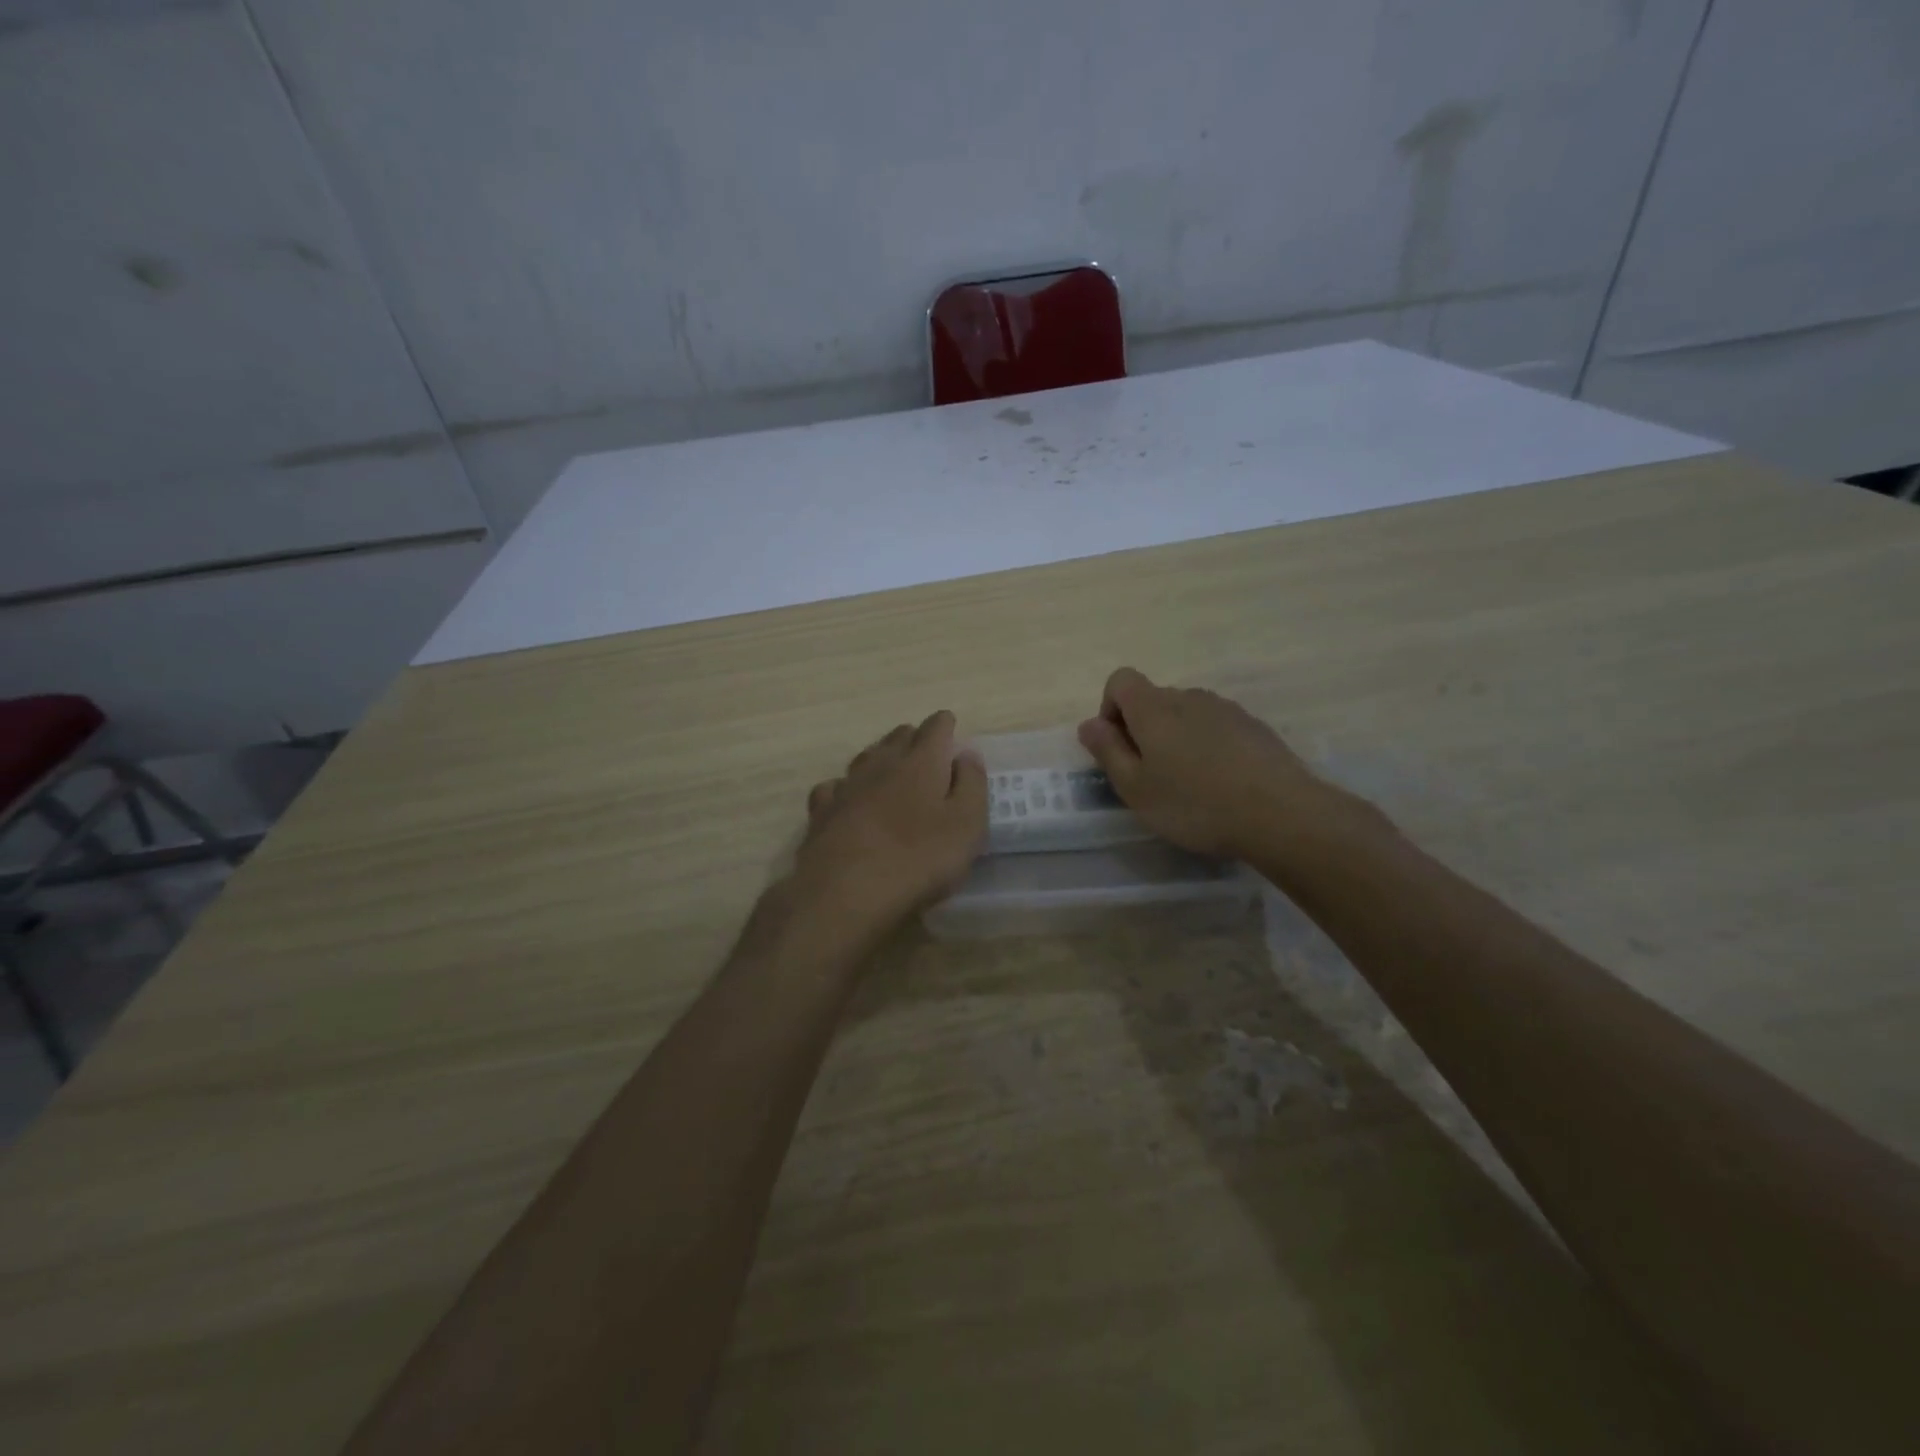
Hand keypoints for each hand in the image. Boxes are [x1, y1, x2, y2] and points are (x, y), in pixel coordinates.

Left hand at [789, 711, 987, 942]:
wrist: (845, 891)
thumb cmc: (918, 858)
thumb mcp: (966, 825)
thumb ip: (972, 785)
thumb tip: (966, 754)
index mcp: (921, 762)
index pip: (935, 728)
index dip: (945, 725)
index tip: (950, 727)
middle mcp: (881, 764)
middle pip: (898, 738)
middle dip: (914, 738)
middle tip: (926, 751)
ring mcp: (847, 786)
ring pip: (865, 758)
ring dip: (881, 758)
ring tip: (891, 769)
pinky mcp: (821, 812)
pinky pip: (835, 788)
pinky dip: (846, 788)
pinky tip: (848, 799)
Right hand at [1077, 667, 1339, 860]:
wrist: (1281, 813)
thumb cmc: (1194, 804)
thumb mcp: (1136, 788)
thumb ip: (1108, 752)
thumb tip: (1089, 724)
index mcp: (1153, 708)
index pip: (1120, 680)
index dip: (1110, 709)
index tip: (1118, 747)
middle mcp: (1188, 697)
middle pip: (1154, 699)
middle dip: (1143, 729)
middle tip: (1151, 777)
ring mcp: (1226, 709)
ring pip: (1187, 714)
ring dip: (1177, 739)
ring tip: (1189, 784)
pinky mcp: (1254, 726)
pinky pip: (1216, 727)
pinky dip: (1208, 746)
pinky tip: (1221, 784)